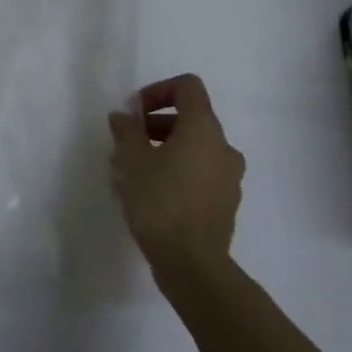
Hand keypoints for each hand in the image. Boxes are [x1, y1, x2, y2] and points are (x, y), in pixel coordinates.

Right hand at [108, 74, 244, 287]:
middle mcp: (223, 147)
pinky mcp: (225, 204)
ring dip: (163, 151)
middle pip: (189, 119)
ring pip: (193, 150)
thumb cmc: (161, 202)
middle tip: (127, 144)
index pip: (187, 87)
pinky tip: (149, 195)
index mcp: (204, 128)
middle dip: (155, 126)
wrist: (193, 265)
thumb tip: (123, 116)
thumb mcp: (133, 161)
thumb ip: (127, 131)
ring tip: (131, 173)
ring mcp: (229, 177)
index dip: (158, 90)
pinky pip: (199, 175)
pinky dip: (176, 173)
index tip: (135, 112)